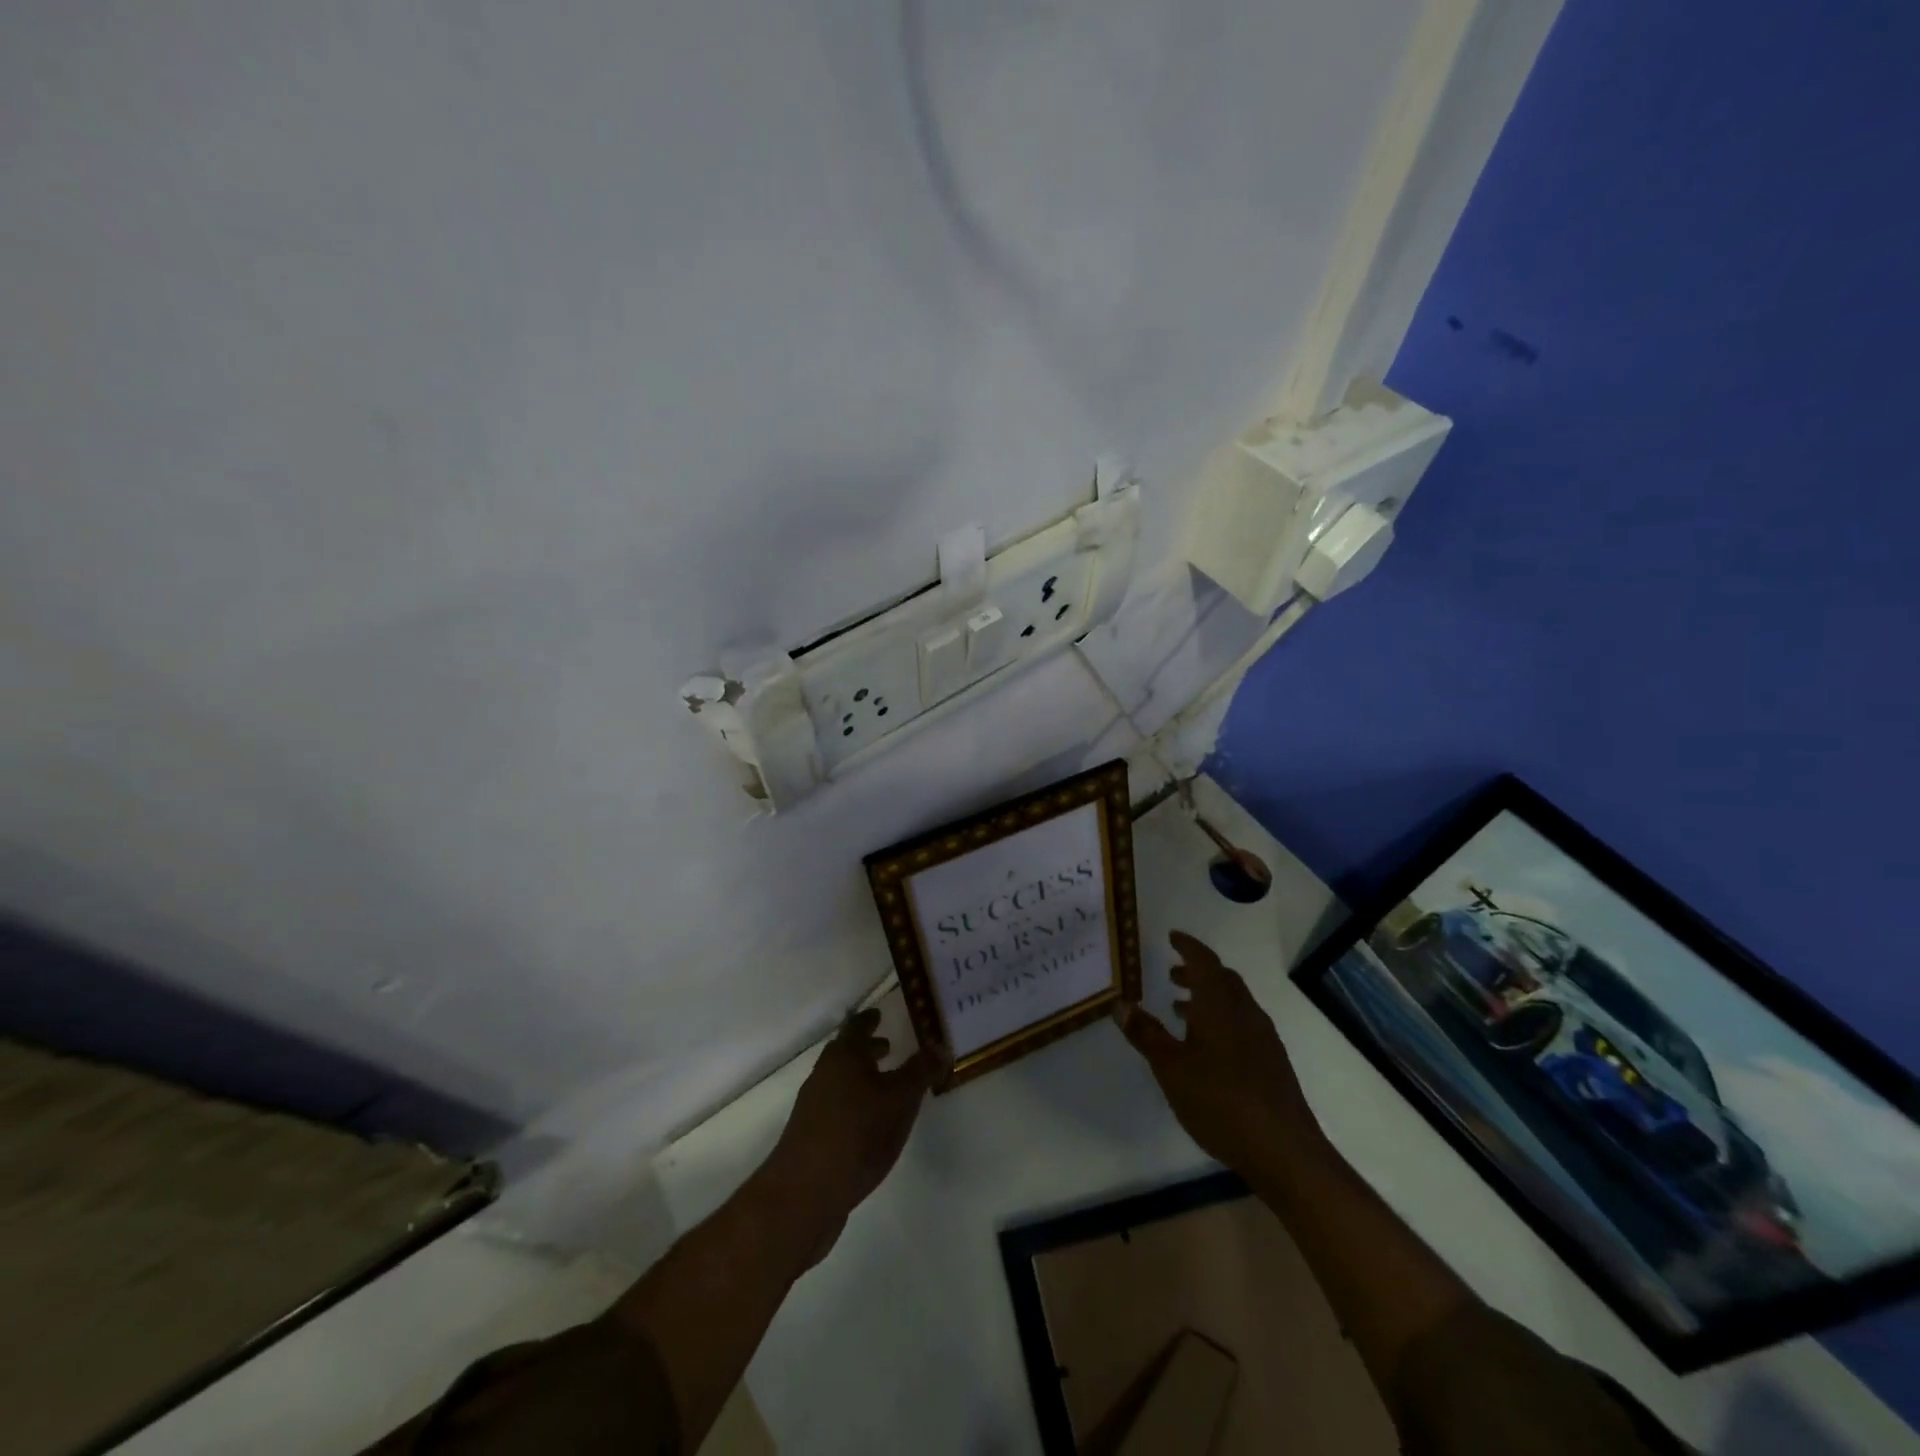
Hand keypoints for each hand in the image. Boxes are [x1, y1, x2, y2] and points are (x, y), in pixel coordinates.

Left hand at [765, 1008, 937, 1261]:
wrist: (805, 1193)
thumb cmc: (858, 1134)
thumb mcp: (901, 1099)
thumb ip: (921, 1071)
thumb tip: (940, 1044)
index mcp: (844, 1056)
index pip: (857, 1026)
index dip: (870, 1019)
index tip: (880, 1013)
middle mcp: (824, 1074)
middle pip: (845, 1053)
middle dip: (867, 1049)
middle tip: (888, 1046)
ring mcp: (812, 1106)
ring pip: (839, 1080)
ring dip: (860, 1077)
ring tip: (884, 1087)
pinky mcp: (810, 1136)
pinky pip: (835, 1106)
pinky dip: (853, 1102)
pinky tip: (868, 1123)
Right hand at [1115, 931, 1315, 1173]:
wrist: (1284, 1151)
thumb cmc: (1220, 1101)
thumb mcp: (1171, 1068)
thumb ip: (1146, 1034)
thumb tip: (1120, 1003)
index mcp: (1220, 1005)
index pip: (1204, 961)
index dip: (1187, 946)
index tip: (1172, 937)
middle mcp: (1245, 1012)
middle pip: (1222, 979)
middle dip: (1196, 972)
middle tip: (1171, 974)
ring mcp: (1263, 1038)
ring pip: (1234, 1003)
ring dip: (1208, 998)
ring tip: (1180, 1011)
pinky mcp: (1272, 1062)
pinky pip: (1242, 1024)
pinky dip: (1221, 1020)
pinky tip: (1207, 1048)